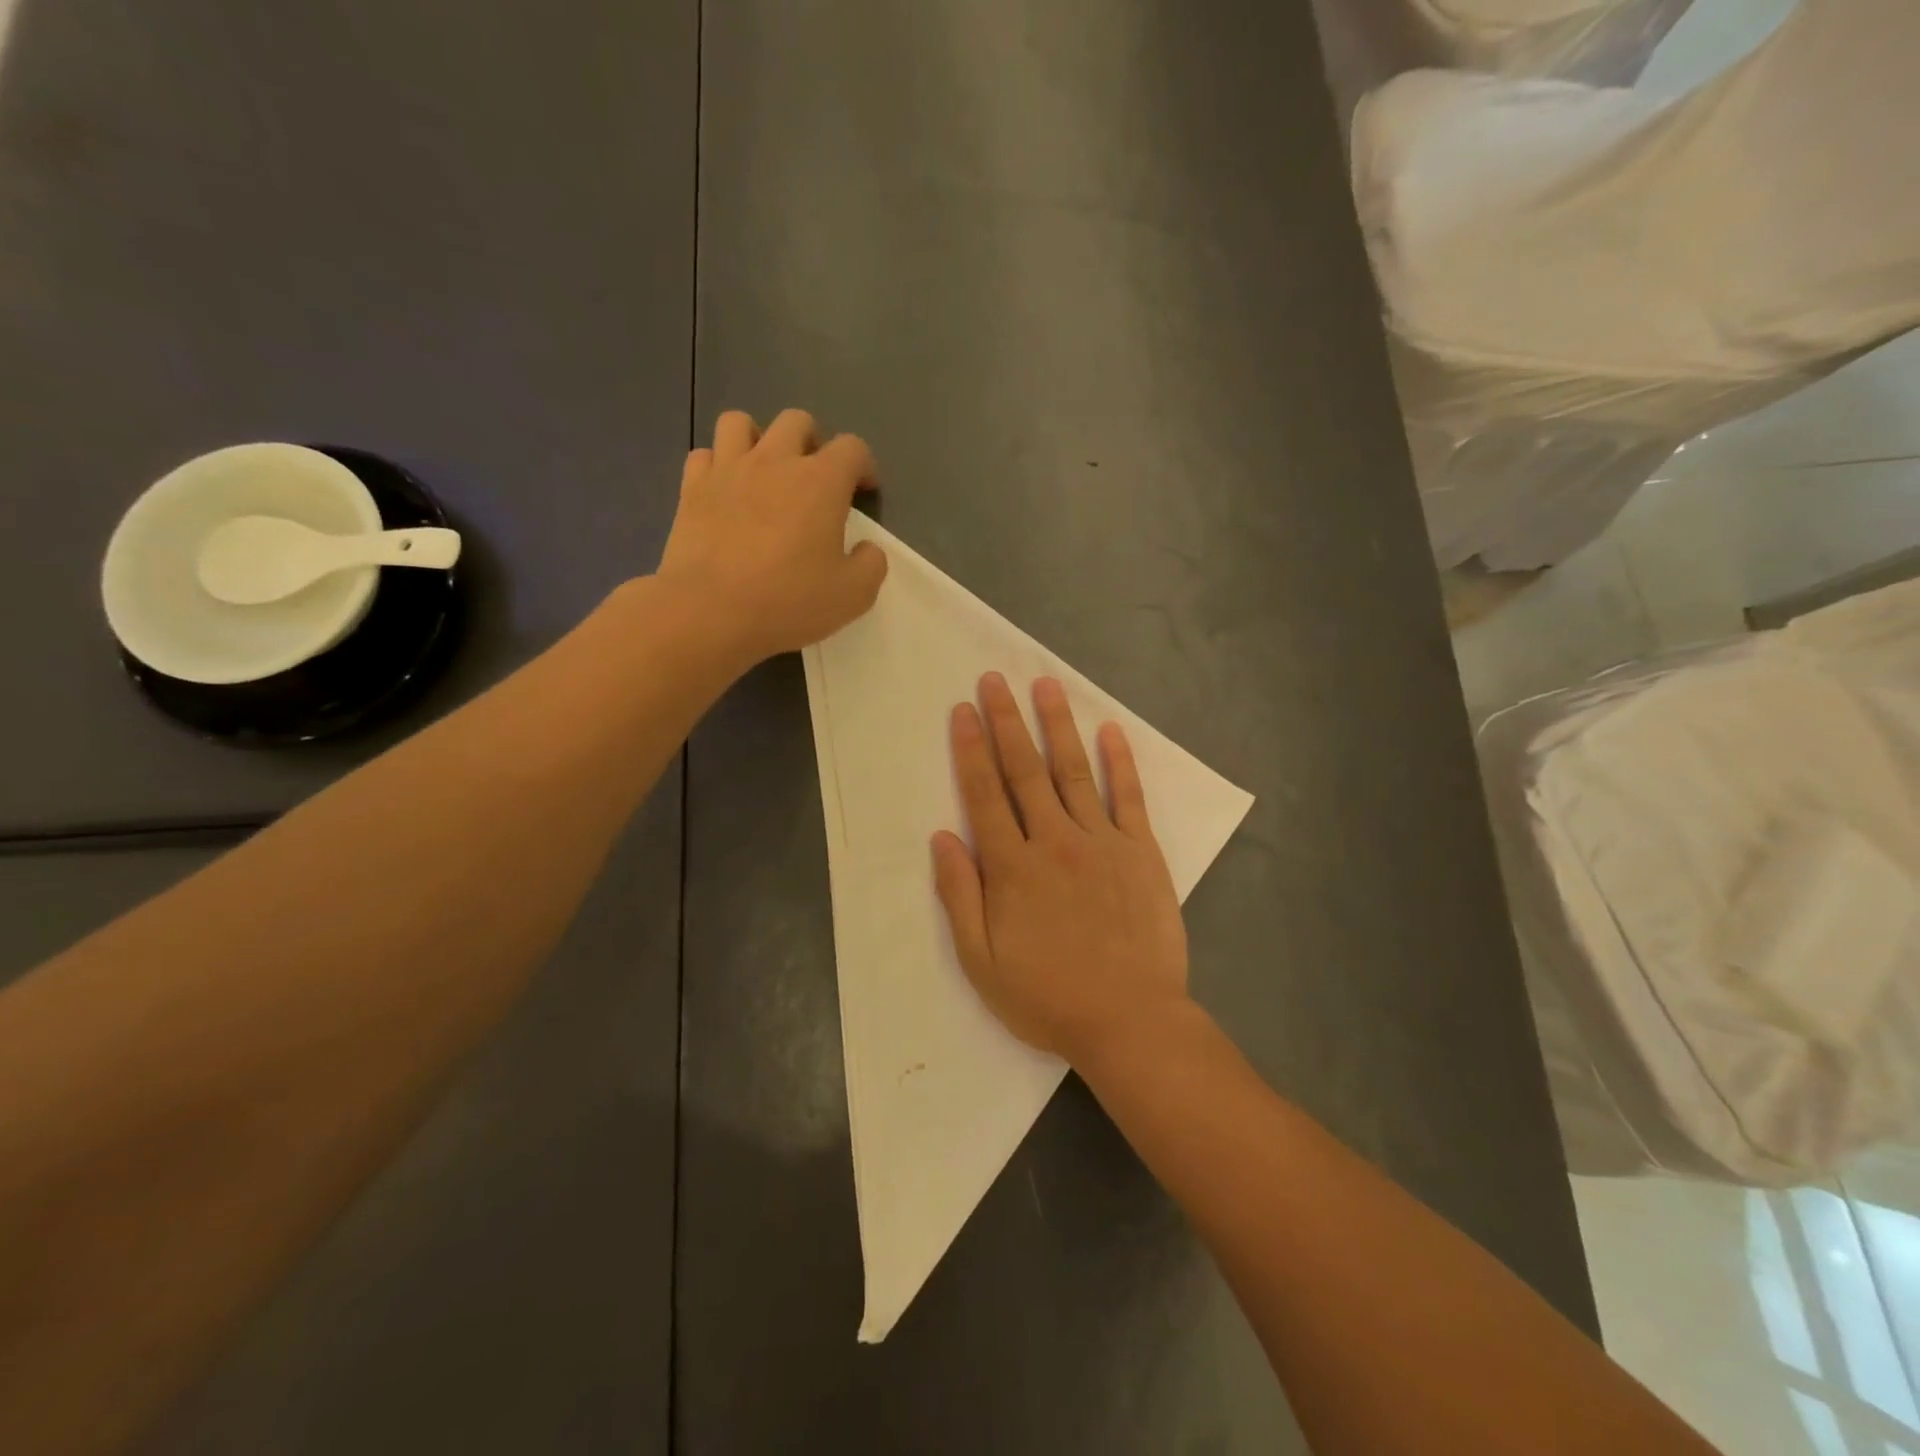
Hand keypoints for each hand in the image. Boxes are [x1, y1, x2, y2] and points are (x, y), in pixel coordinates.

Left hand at [658, 409, 887, 664]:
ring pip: (740, 423)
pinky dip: (718, 466)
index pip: (852, 447)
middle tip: (814, 480)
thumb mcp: (853, 596)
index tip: (863, 491)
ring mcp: (728, 470)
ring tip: (764, 473)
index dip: (863, 465)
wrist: (709, 612)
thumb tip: (867, 549)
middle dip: (812, 442)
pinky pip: (704, 455)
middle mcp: (775, 461)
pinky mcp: (692, 488)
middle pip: (797, 421)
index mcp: (821, 482)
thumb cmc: (788, 602)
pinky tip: (726, 492)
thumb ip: (871, 565)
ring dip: (758, 440)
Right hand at [932, 672, 1191, 1064]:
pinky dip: (1121, 761)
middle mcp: (1054, 841)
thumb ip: (960, 896)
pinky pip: (1129, 797)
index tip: (962, 711)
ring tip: (1045, 685)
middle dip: (1006, 721)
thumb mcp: (982, 961)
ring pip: (1074, 771)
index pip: (984, 794)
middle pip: (1024, 770)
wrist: (1130, 1021)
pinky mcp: (1141, 851)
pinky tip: (1111, 730)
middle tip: (993, 679)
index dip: (970, 749)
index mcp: (1013, 867)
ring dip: (1057, 725)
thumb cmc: (1048, 997)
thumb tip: (943, 837)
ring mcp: (1102, 842)